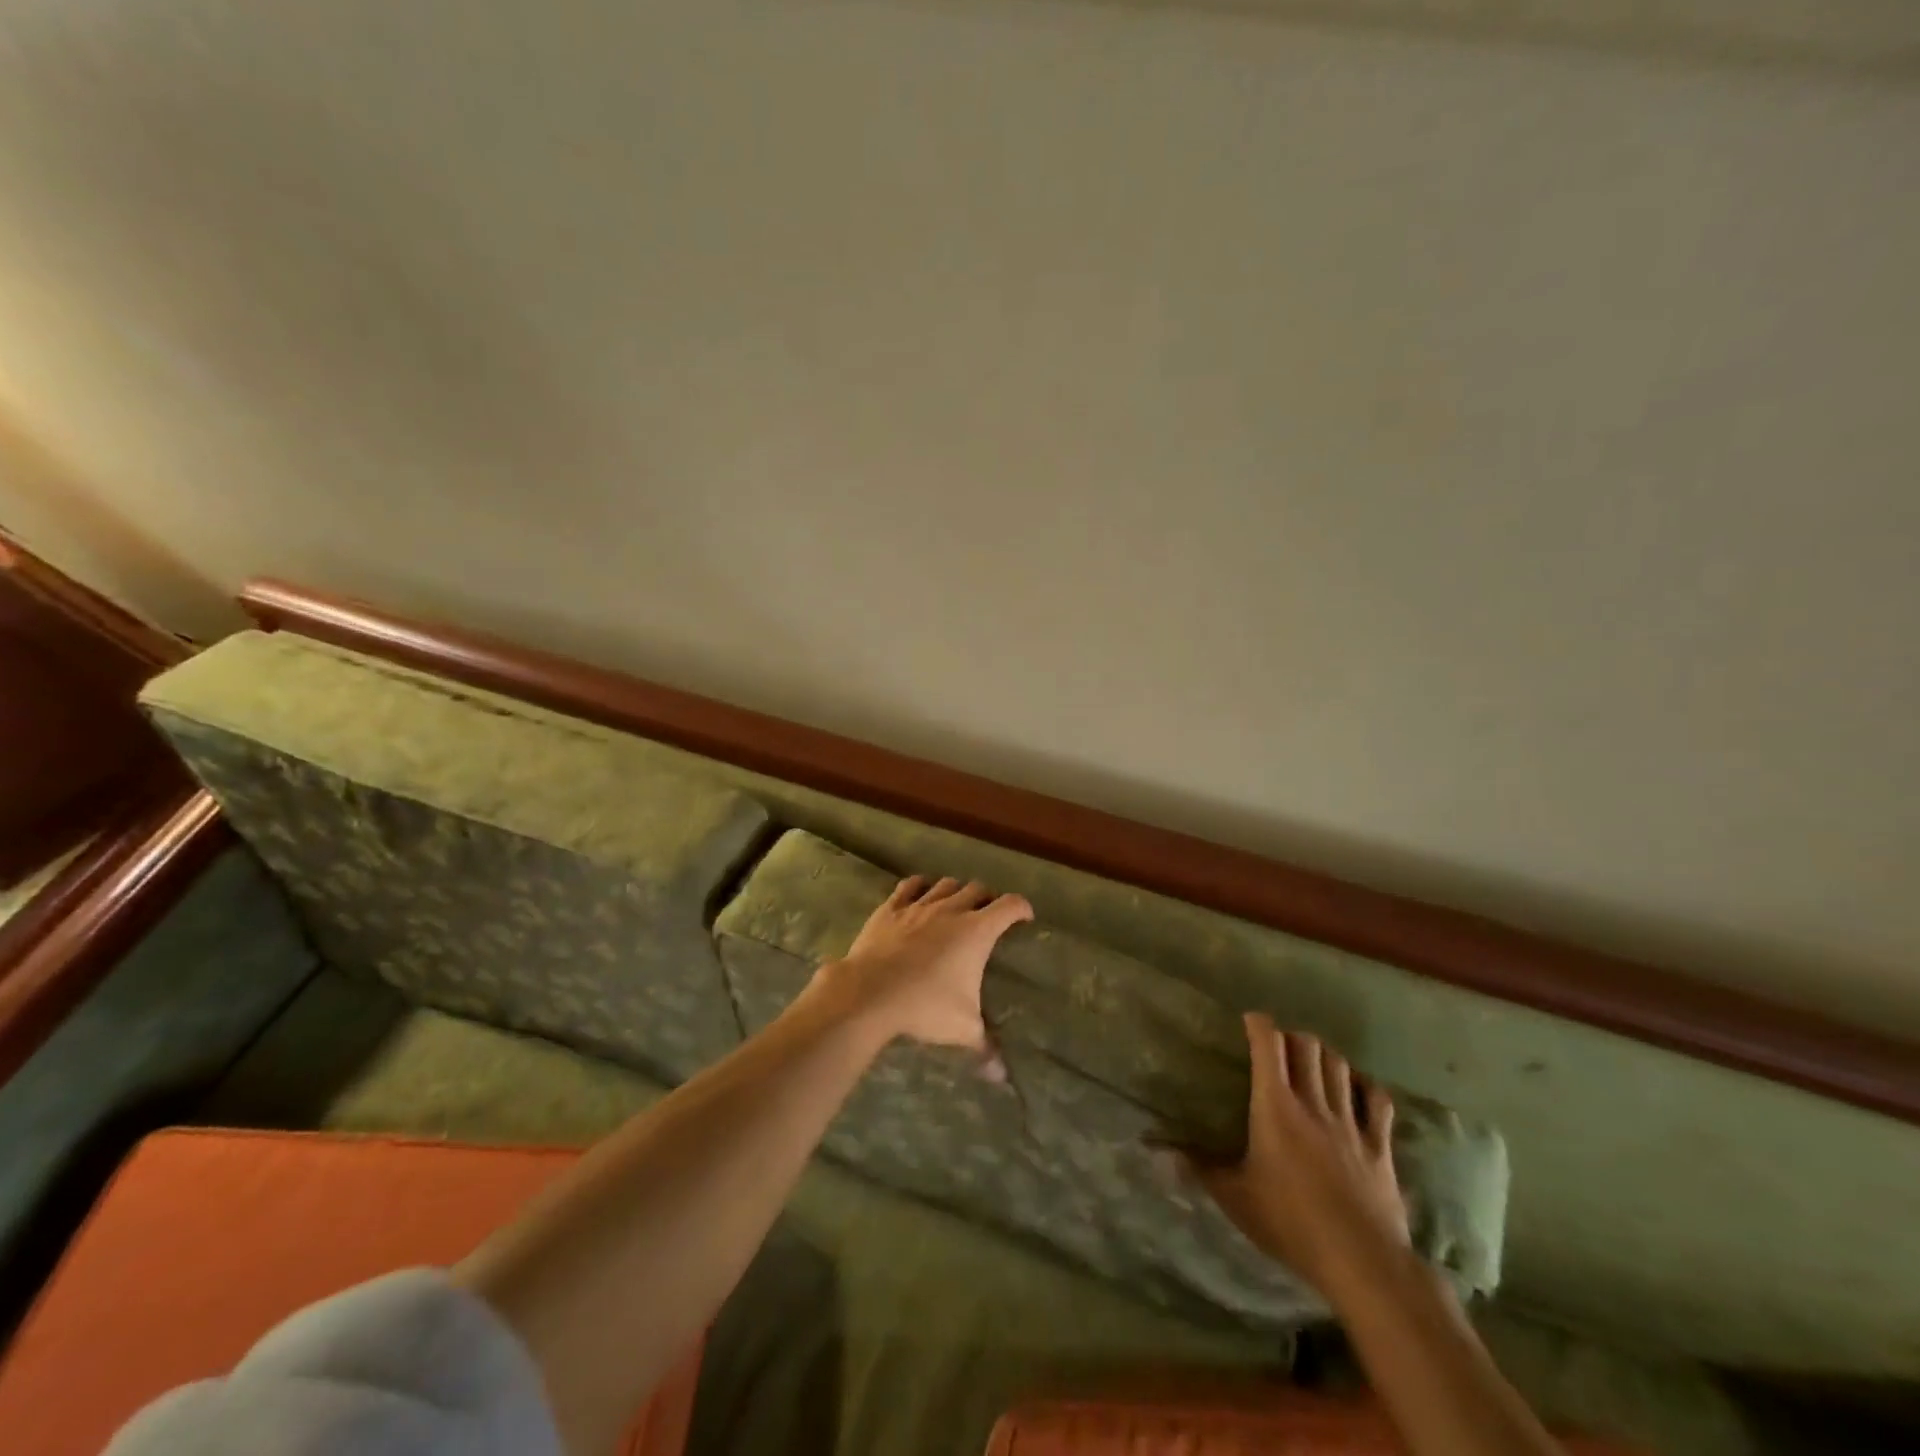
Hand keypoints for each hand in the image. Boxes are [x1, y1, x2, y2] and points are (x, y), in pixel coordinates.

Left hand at [811, 876, 1033, 1048]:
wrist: (870, 993)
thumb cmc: (925, 1006)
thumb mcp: (962, 1029)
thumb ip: (985, 1047)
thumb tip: (1002, 1076)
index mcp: (977, 931)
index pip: (1009, 906)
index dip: (1021, 908)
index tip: (1025, 917)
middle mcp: (951, 910)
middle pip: (978, 889)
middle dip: (988, 899)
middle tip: (989, 915)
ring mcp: (919, 905)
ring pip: (945, 884)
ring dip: (956, 891)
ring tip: (956, 904)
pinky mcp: (891, 908)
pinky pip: (909, 886)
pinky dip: (919, 886)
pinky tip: (920, 893)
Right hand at [1191, 1014, 1409, 1297]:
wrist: (1361, 1262)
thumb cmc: (1290, 1223)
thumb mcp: (1235, 1198)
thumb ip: (1200, 1168)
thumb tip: (1160, 1151)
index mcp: (1276, 1106)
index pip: (1269, 1045)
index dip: (1259, 1025)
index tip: (1249, 1020)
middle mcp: (1313, 1103)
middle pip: (1308, 1046)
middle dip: (1292, 1037)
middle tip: (1279, 1048)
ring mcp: (1351, 1123)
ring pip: (1340, 1067)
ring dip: (1325, 1057)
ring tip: (1313, 1063)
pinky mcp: (1379, 1147)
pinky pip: (1378, 1102)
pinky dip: (1366, 1088)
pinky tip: (1358, 1090)